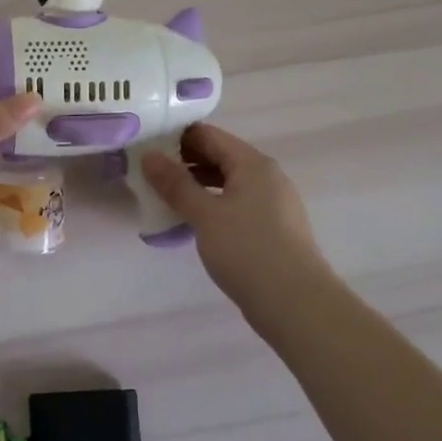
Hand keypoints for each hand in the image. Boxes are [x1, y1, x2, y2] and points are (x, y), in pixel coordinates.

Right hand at [143, 124, 335, 332]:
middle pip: (218, 156)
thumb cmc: (248, 251)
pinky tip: (192, 222)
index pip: (208, 135)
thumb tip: (149, 156)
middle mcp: (266, 176)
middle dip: (183, 163)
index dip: (175, 138)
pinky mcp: (272, 228)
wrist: (296, 305)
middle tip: (147, 175)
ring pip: (227, 182)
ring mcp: (272, 203)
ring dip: (196, 186)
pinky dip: (212, 205)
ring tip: (164, 198)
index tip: (145, 148)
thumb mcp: (205, 215)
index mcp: (252, 164)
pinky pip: (236, 204)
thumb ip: (175, 184)